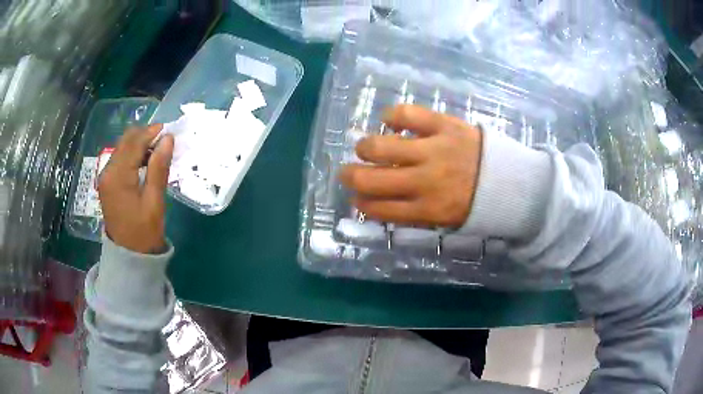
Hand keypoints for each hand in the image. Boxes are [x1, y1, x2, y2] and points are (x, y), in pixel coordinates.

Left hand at [98, 124, 173, 253]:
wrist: (128, 256)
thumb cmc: (143, 232)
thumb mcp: (154, 201)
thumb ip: (159, 168)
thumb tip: (168, 139)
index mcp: (118, 176)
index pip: (134, 142)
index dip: (152, 132)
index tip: (169, 132)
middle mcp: (107, 171)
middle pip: (126, 140)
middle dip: (145, 135)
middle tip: (164, 142)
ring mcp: (105, 176)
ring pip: (123, 147)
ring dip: (139, 144)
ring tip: (157, 152)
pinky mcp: (107, 182)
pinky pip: (120, 158)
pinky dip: (133, 155)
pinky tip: (144, 162)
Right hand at [339, 105, 482, 227]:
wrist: (513, 181)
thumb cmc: (478, 204)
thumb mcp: (446, 222)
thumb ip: (413, 215)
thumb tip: (378, 204)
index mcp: (427, 210)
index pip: (378, 208)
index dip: (361, 204)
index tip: (357, 199)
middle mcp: (425, 181)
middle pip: (370, 179)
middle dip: (350, 176)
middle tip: (348, 172)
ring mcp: (433, 150)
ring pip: (380, 146)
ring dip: (364, 148)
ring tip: (366, 148)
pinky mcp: (443, 124)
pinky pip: (406, 114)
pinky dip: (391, 116)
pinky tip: (389, 122)